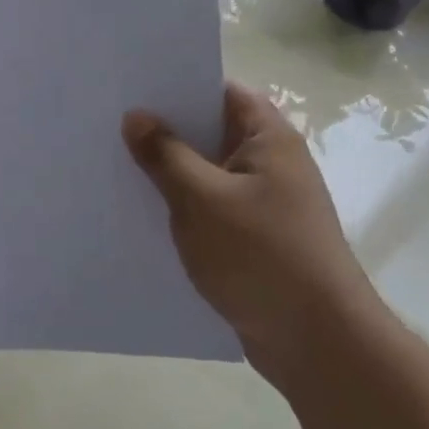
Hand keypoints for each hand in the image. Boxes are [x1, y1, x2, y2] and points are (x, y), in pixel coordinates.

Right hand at [122, 80, 374, 384]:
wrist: (318, 344)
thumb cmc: (262, 255)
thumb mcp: (202, 199)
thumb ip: (165, 155)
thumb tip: (136, 116)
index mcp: (269, 139)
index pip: (221, 91)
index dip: (179, 84)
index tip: (133, 85)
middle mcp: (271, 163)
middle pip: (211, 131)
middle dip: (165, 129)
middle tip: (111, 121)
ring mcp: (264, 202)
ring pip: (207, 172)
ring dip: (170, 171)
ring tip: (115, 162)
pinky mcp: (254, 238)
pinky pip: (210, 208)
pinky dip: (182, 206)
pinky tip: (143, 211)